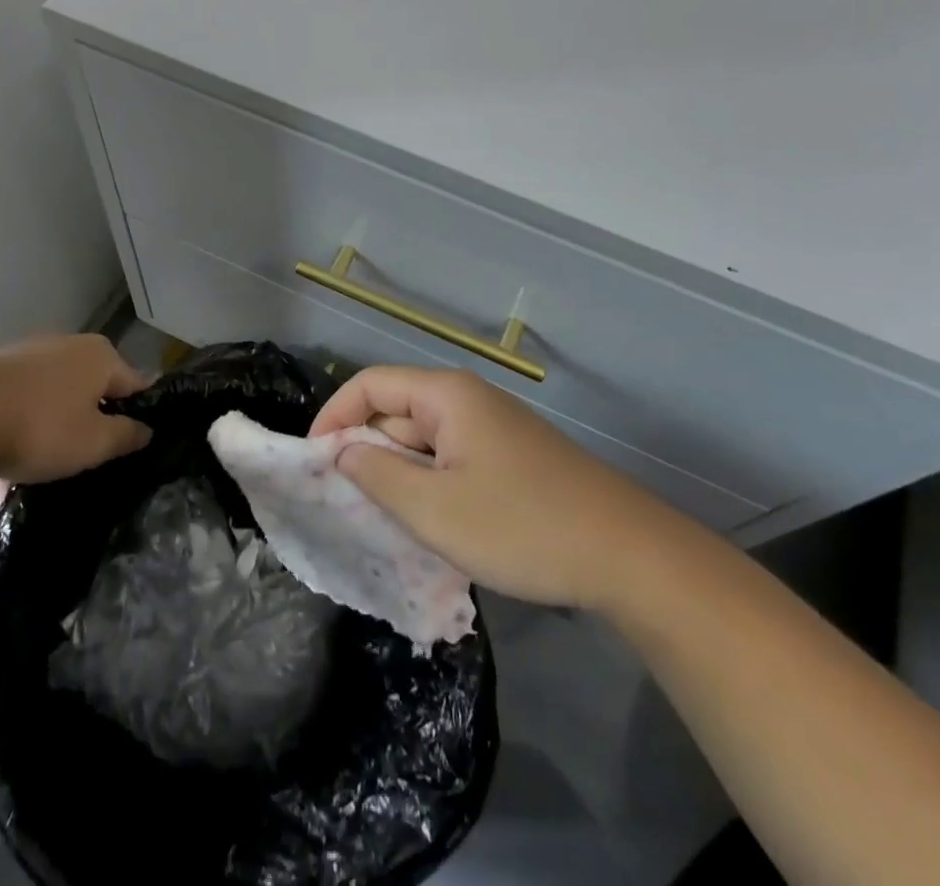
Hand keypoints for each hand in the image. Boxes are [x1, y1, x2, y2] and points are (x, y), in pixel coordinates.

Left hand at [0, 335, 150, 486]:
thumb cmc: (42, 427)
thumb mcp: (94, 443)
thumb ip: (126, 436)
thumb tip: (145, 429)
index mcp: (101, 356)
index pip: (134, 386)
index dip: (137, 417)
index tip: (131, 448)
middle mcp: (69, 346)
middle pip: (90, 391)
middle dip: (88, 425)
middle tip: (85, 464)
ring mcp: (28, 355)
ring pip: (51, 401)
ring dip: (49, 434)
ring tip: (38, 478)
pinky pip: (17, 407)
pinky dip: (16, 434)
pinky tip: (1, 479)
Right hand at [310, 366, 644, 608]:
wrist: (628, 555)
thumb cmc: (521, 526)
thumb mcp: (434, 509)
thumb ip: (376, 474)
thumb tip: (341, 451)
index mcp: (446, 394)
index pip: (371, 384)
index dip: (334, 416)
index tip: (312, 462)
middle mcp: (467, 399)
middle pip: (397, 410)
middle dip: (365, 450)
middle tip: (342, 501)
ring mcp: (492, 429)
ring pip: (424, 440)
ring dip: (397, 473)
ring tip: (379, 519)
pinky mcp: (510, 458)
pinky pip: (451, 460)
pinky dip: (428, 485)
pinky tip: (428, 524)